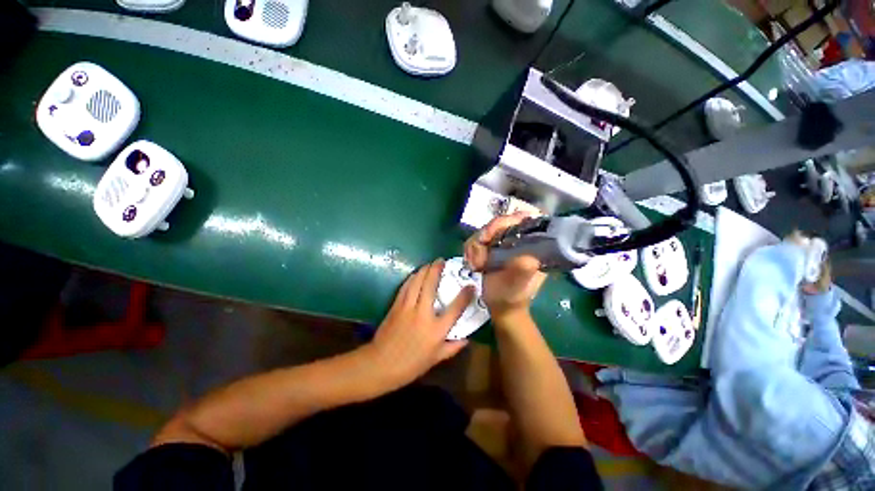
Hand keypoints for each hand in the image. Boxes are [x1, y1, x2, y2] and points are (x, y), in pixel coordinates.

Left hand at [369, 259, 473, 386]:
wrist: (380, 364)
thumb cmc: (411, 365)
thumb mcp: (435, 359)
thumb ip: (453, 347)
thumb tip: (467, 338)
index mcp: (436, 329)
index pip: (455, 308)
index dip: (465, 295)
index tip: (471, 285)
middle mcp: (423, 314)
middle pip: (431, 285)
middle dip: (437, 270)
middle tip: (442, 260)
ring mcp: (408, 307)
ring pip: (417, 282)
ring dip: (424, 270)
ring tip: (430, 263)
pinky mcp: (396, 305)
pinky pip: (406, 287)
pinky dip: (412, 278)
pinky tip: (415, 274)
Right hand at [464, 212, 546, 320]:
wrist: (500, 306)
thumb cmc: (512, 296)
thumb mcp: (518, 286)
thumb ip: (523, 271)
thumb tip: (528, 258)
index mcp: (532, 244)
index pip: (524, 220)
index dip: (508, 220)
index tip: (492, 234)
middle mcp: (518, 239)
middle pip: (501, 222)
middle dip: (486, 235)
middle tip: (479, 253)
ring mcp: (502, 242)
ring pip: (485, 230)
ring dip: (475, 246)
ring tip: (476, 265)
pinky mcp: (489, 247)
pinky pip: (475, 239)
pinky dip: (470, 250)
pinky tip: (472, 263)